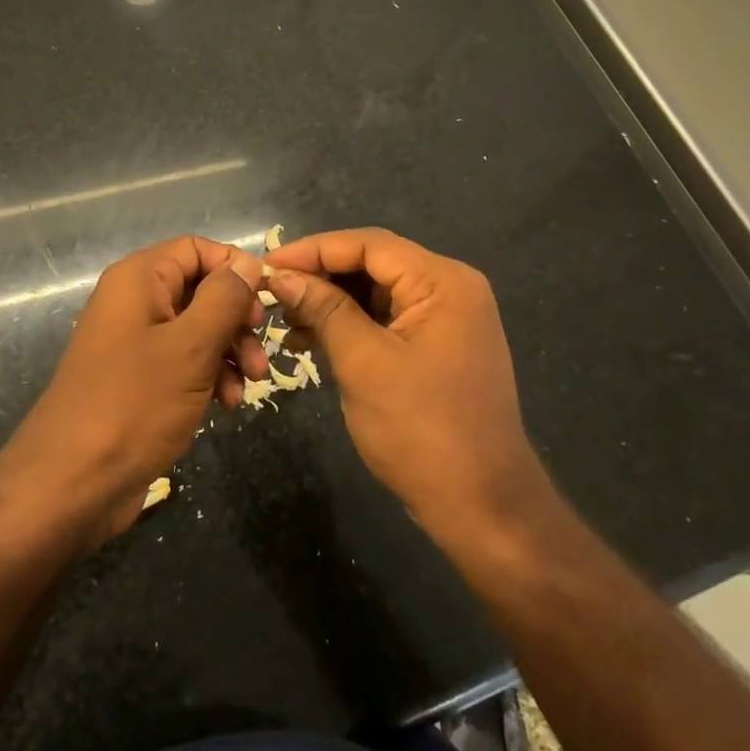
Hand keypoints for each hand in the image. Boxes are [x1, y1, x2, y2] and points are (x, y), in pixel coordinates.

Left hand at [0, 237, 266, 548]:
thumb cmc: (134, 403)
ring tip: (251, 384)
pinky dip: (210, 375)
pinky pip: (183, 362)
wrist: (72, 483)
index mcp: (138, 279)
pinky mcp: (139, 380)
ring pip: (197, 329)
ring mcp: (135, 343)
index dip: (234, 268)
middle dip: (236, 318)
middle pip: (200, 289)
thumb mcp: (191, 347)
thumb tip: (250, 261)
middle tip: (261, 350)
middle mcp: (134, 302)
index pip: (196, 249)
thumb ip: (225, 299)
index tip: (265, 301)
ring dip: (230, 351)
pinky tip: (226, 404)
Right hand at [264, 228, 543, 542]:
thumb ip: (324, 309)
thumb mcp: (363, 362)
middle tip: (272, 295)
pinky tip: (314, 341)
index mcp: (442, 281)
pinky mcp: (441, 345)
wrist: (482, 506)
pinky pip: (389, 318)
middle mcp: (451, 288)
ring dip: (333, 302)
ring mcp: (449, 318)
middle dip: (321, 276)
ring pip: (378, 292)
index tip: (266, 266)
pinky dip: (352, 324)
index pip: (368, 244)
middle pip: (374, 263)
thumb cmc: (421, 430)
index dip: (313, 250)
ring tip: (286, 321)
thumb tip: (282, 276)